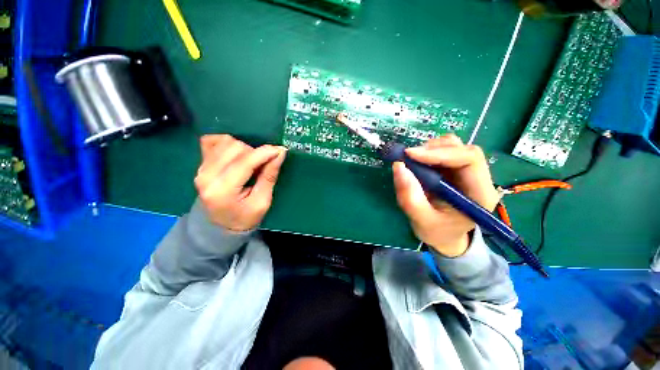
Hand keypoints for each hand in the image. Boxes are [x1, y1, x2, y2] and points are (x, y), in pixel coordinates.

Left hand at [194, 135, 286, 231]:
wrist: (222, 226)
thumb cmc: (246, 217)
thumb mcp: (262, 201)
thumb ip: (269, 176)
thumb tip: (280, 153)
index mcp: (223, 190)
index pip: (245, 162)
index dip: (264, 153)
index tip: (280, 150)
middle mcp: (206, 176)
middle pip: (235, 147)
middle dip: (255, 152)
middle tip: (263, 165)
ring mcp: (200, 169)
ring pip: (225, 142)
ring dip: (244, 148)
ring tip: (250, 162)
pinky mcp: (200, 164)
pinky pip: (212, 141)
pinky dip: (227, 143)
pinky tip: (236, 154)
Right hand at [392, 134, 498, 256]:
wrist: (445, 236)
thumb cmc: (437, 232)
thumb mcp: (421, 220)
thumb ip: (410, 197)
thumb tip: (398, 166)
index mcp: (479, 194)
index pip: (469, 159)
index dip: (439, 153)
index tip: (411, 155)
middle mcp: (478, 178)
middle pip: (461, 149)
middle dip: (432, 149)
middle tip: (408, 157)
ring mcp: (467, 173)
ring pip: (453, 147)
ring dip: (429, 149)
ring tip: (412, 161)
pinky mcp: (455, 170)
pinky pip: (443, 152)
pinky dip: (427, 153)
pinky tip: (417, 163)